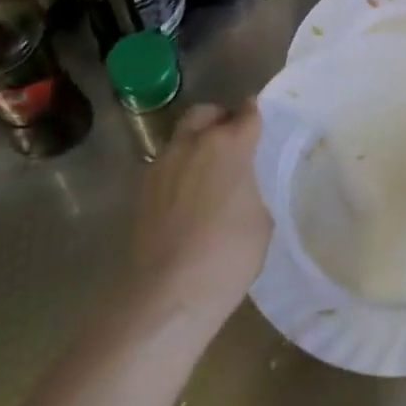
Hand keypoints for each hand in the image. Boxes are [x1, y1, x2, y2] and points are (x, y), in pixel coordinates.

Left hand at [129, 101, 272, 329]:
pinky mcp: (144, 189)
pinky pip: (167, 165)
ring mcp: (162, 165)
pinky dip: (181, 169)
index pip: (247, 114)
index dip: (255, 114)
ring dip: (197, 143)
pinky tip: (189, 196)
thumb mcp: (261, 219)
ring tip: (210, 171)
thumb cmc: (229, 254)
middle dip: (220, 118)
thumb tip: (240, 183)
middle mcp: (192, 144)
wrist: (169, 292)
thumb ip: (251, 186)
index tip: (260, 119)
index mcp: (228, 145)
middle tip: (234, 140)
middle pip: (206, 113)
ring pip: (182, 137)